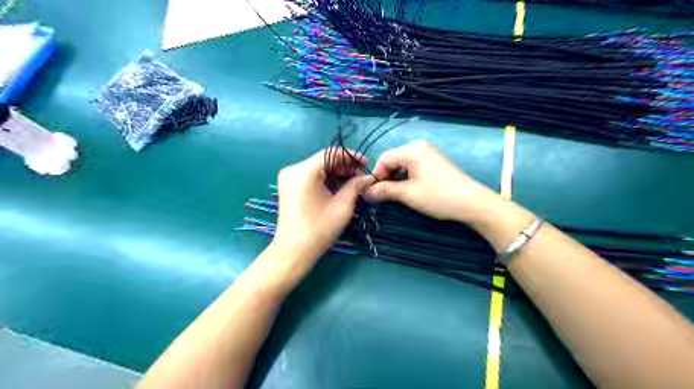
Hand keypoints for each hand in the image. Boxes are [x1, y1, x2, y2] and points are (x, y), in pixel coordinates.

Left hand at [271, 148, 374, 269]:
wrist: (293, 252)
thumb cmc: (318, 229)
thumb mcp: (342, 206)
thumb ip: (355, 186)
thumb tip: (368, 177)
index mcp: (304, 171)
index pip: (331, 154)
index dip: (351, 157)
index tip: (366, 164)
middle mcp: (293, 170)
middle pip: (324, 160)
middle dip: (345, 167)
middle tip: (362, 178)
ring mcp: (289, 178)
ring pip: (318, 168)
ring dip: (336, 174)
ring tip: (354, 184)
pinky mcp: (289, 187)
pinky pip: (311, 177)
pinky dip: (326, 180)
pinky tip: (339, 188)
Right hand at [366, 141, 502, 222]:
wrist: (471, 203)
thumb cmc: (438, 196)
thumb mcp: (408, 194)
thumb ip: (385, 191)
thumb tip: (366, 193)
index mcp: (412, 150)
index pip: (384, 158)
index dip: (376, 176)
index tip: (372, 193)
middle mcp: (419, 147)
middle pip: (393, 160)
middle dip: (385, 177)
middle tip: (381, 195)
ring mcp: (428, 153)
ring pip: (402, 164)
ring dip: (395, 178)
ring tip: (393, 194)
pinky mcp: (434, 162)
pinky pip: (412, 166)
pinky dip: (405, 177)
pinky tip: (406, 189)